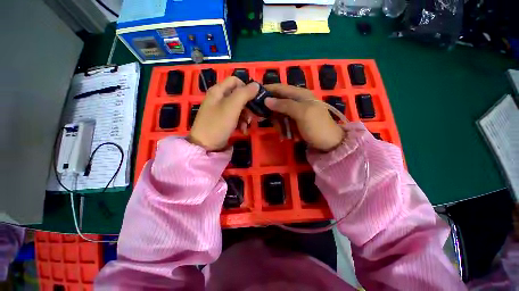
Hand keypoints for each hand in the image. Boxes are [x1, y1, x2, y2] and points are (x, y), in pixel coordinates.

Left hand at [188, 77, 258, 150]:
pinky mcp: (223, 120)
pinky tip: (243, 130)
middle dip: (247, 105)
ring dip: (245, 116)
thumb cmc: (218, 124)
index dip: (246, 87)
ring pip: (239, 107)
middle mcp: (219, 98)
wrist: (205, 145)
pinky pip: (235, 117)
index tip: (254, 98)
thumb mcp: (232, 107)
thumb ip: (244, 94)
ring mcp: (221, 110)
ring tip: (246, 125)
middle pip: (238, 95)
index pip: (235, 81)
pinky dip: (241, 122)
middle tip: (252, 115)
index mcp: (218, 90)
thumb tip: (256, 85)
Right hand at [264, 84, 344, 151]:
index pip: (280, 88)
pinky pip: (284, 123)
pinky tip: (288, 137)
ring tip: (284, 135)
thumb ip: (285, 105)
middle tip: (269, 123)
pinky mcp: (296, 121)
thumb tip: (266, 100)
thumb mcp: (302, 114)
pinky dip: (284, 130)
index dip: (267, 90)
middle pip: (278, 102)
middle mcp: (297, 101)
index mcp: (300, 94)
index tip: (254, 96)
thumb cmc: (317, 127)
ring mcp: (296, 112)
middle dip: (273, 113)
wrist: (330, 144)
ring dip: (279, 125)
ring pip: (279, 114)